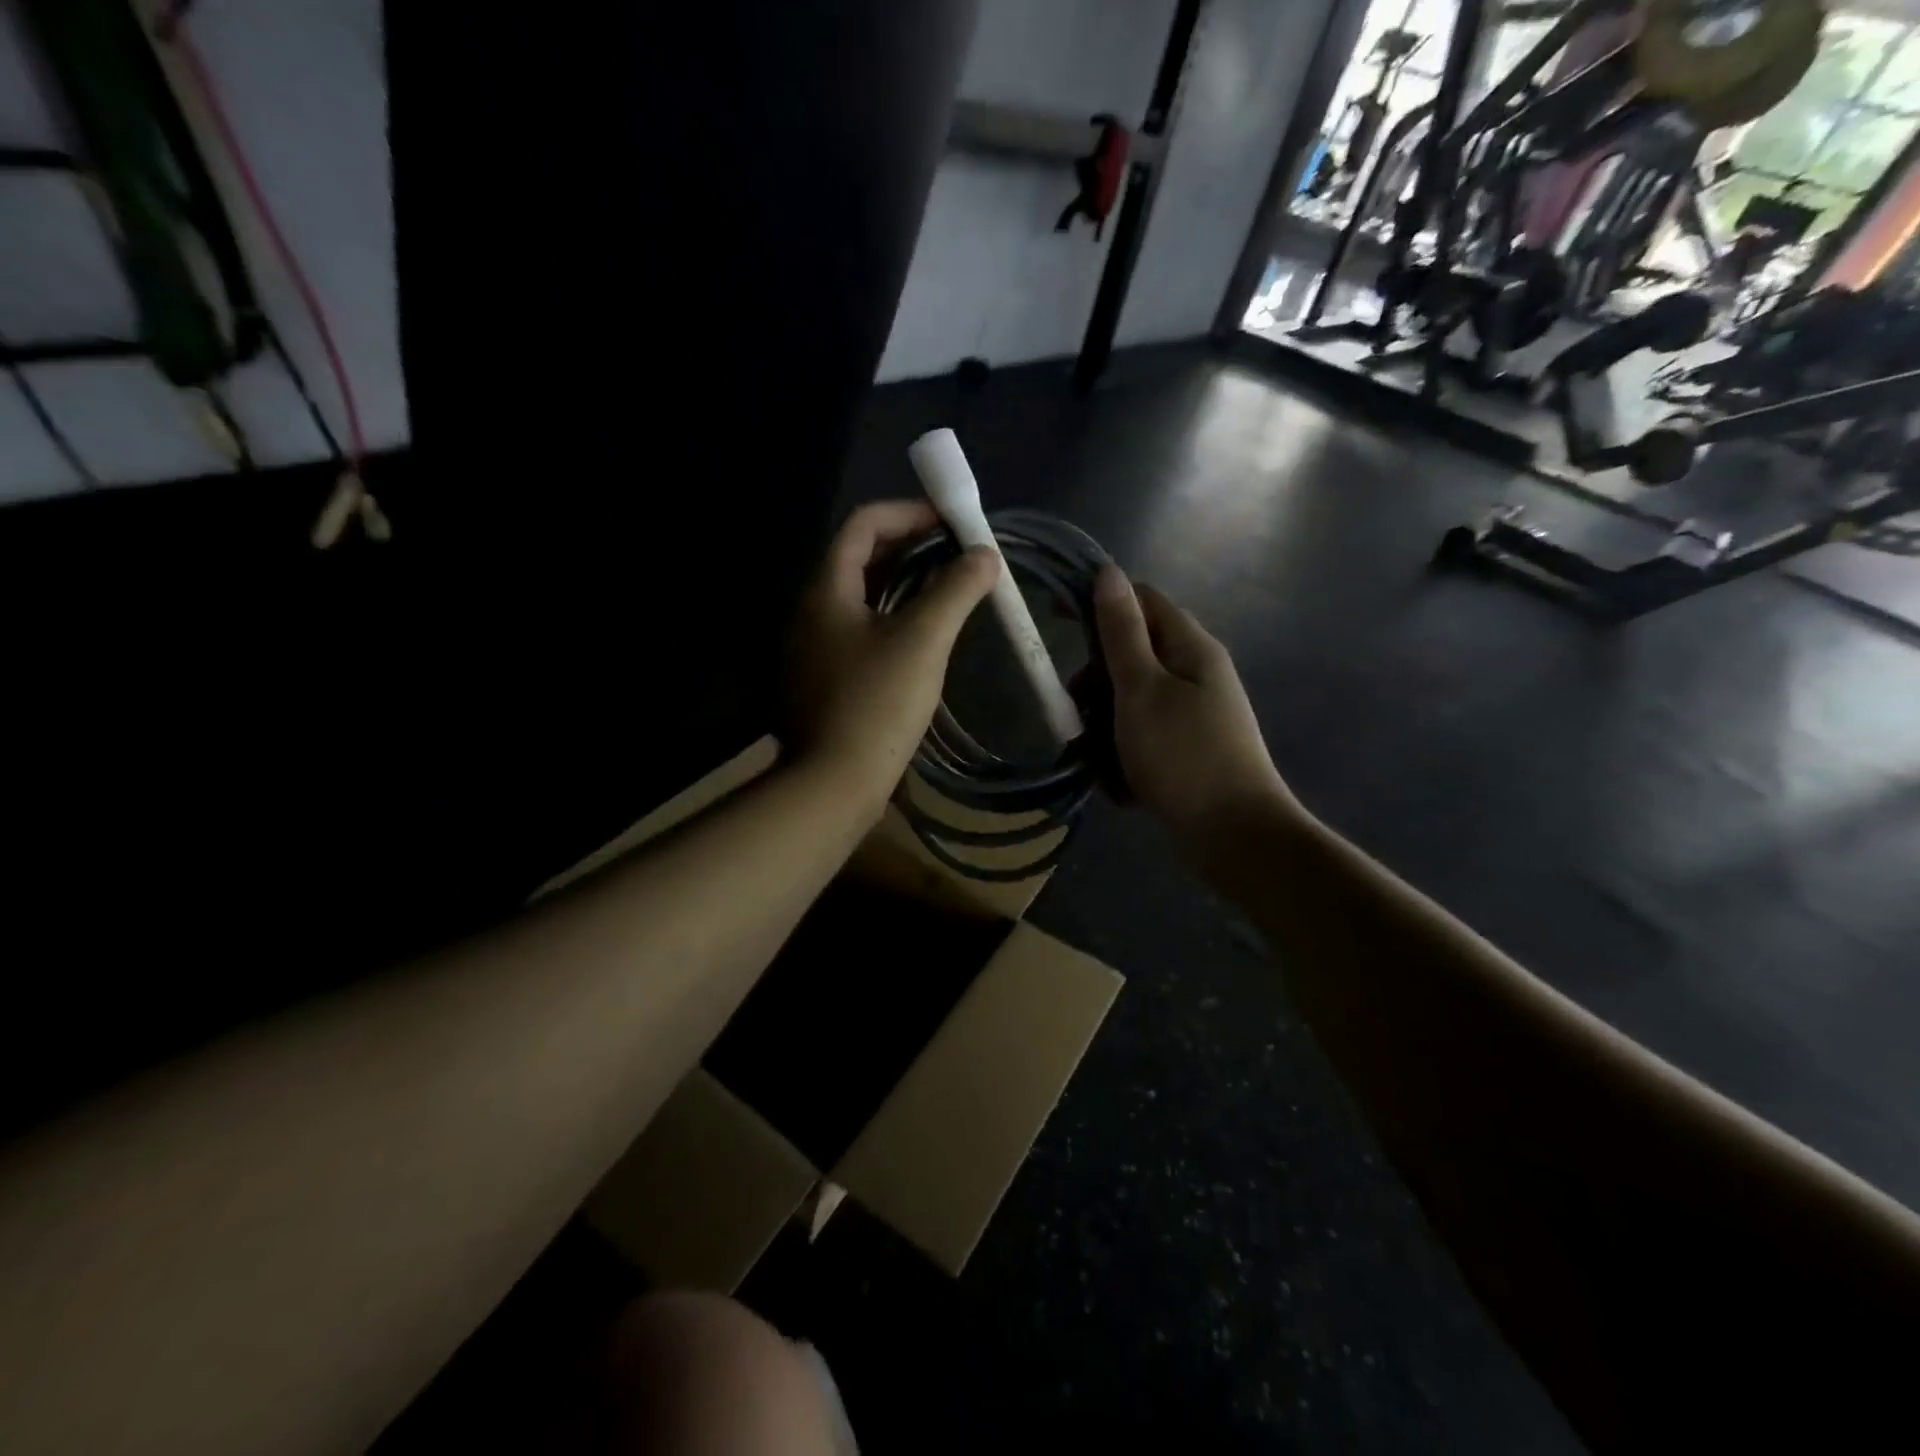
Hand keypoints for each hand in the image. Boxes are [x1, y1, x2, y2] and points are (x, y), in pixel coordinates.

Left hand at [786, 501, 998, 814]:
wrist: (834, 784)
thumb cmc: (877, 704)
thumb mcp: (922, 640)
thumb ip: (955, 590)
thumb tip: (985, 555)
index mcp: (826, 590)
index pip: (864, 524)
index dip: (910, 513)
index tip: (953, 524)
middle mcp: (812, 611)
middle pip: (861, 558)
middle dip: (913, 548)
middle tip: (959, 557)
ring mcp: (814, 648)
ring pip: (863, 597)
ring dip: (906, 585)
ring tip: (951, 592)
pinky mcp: (825, 679)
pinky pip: (861, 631)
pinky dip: (894, 619)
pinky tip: (925, 638)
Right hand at [1093, 564, 1304, 856]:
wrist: (1235, 837)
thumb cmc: (1183, 756)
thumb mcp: (1142, 689)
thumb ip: (1122, 633)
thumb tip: (1108, 572)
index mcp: (1191, 648)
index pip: (1142, 600)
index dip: (1100, 603)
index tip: (1058, 622)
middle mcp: (1196, 674)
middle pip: (1133, 653)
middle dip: (1097, 678)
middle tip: (1076, 710)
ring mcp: (1193, 715)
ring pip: (1132, 700)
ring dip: (1105, 722)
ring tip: (1093, 756)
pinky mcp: (1187, 751)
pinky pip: (1143, 737)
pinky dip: (1124, 753)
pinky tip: (1117, 782)